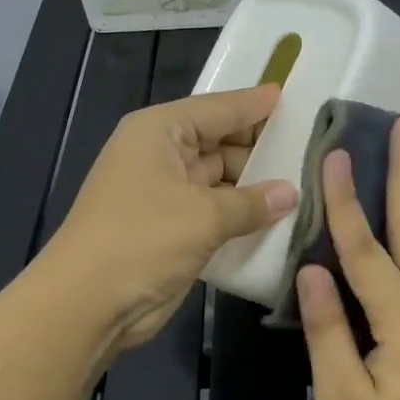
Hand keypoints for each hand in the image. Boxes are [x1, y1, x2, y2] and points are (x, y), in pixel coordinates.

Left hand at [46, 86, 297, 349]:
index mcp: (160, 131)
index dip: (255, 105)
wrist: (88, 303)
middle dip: (261, 148)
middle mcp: (161, 155)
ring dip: (255, 186)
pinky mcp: (172, 228)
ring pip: (220, 179)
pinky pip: (215, 211)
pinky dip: (241, 214)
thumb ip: (252, 202)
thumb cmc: (142, 240)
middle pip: (220, 142)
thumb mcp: (204, 215)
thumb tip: (292, 194)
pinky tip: (279, 216)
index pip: (218, 108)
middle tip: (312, 149)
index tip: (292, 96)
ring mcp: (166, 193)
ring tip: (306, 182)